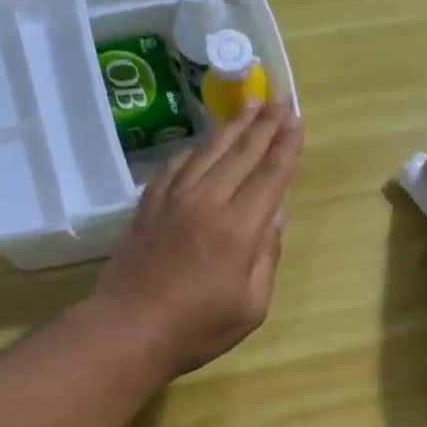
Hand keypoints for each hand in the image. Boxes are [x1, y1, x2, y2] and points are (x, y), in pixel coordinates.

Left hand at [90, 100, 302, 375]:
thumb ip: (266, 259)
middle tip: (281, 98)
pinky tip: (204, 141)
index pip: (270, 177)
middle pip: (242, 154)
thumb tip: (273, 222)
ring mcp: (174, 199)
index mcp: (239, 229)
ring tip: (249, 105)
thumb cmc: (198, 328)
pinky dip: (195, 148)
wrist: (128, 328)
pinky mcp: (149, 204)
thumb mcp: (251, 306)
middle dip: (265, 125)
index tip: (298, 121)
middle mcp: (208, 202)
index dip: (286, 147)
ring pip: (208, 151)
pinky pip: (177, 164)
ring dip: (232, 126)